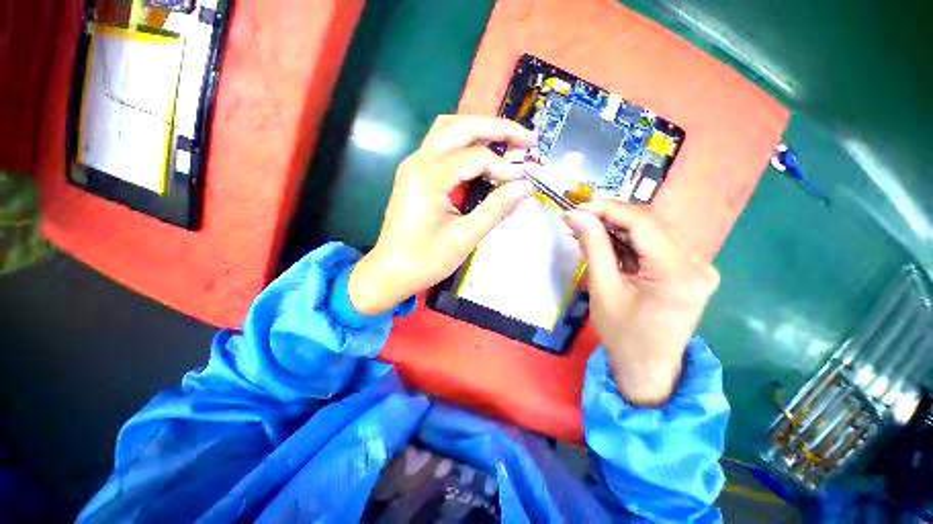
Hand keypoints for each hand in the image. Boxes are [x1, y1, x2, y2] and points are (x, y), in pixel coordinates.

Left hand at [348, 116, 536, 314]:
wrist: (390, 272)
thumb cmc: (425, 260)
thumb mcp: (464, 238)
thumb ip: (496, 209)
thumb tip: (525, 186)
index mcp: (428, 177)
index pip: (476, 158)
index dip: (504, 168)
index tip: (525, 181)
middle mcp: (418, 162)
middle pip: (461, 127)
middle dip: (497, 128)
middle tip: (528, 139)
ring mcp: (413, 166)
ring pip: (448, 130)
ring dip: (479, 130)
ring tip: (507, 141)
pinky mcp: (414, 174)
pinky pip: (441, 146)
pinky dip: (465, 143)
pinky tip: (482, 155)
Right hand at [563, 201, 718, 405]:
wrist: (649, 368)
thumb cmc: (622, 335)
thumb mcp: (603, 289)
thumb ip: (593, 247)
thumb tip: (575, 215)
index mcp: (678, 272)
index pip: (642, 222)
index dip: (607, 209)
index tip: (576, 208)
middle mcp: (698, 263)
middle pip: (651, 222)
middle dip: (611, 215)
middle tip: (579, 217)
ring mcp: (698, 266)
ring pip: (654, 229)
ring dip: (619, 226)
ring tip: (589, 228)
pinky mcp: (690, 270)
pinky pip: (656, 243)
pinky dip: (630, 239)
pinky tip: (609, 241)